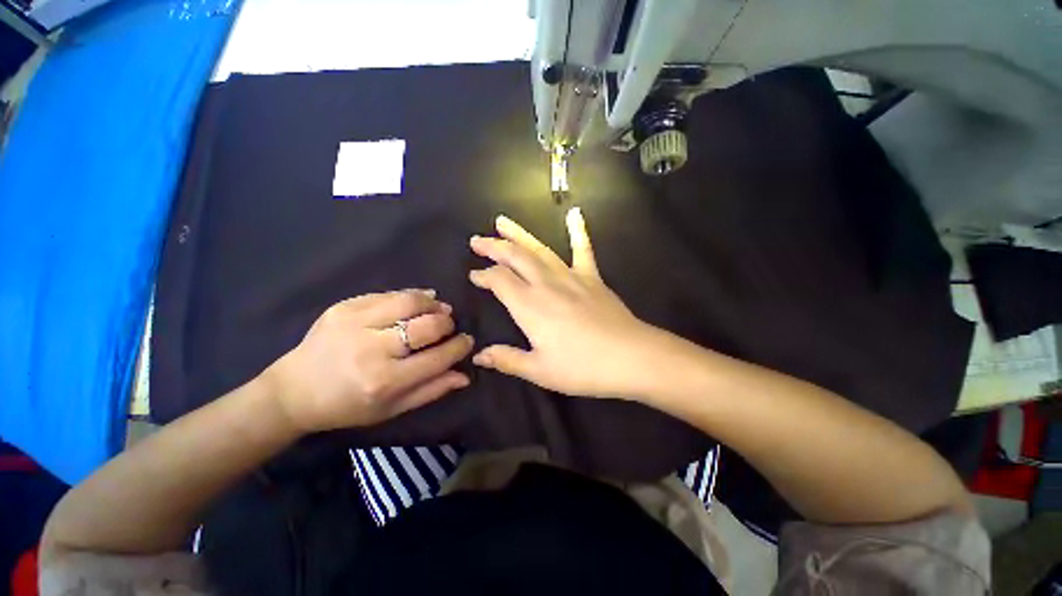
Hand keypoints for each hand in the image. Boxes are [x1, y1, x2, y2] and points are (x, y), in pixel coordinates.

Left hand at [262, 290, 474, 432]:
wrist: (294, 391)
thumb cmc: (347, 406)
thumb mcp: (392, 409)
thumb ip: (431, 390)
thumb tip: (465, 376)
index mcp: (385, 381)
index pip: (438, 357)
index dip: (459, 347)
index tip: (467, 341)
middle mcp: (372, 350)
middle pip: (427, 325)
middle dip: (447, 323)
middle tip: (449, 325)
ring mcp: (355, 324)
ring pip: (409, 302)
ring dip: (432, 304)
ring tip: (439, 308)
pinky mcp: (343, 308)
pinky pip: (387, 295)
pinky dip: (410, 295)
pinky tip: (418, 300)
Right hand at [469, 208, 660, 398]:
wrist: (630, 357)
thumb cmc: (582, 367)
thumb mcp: (539, 370)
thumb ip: (507, 360)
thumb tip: (479, 356)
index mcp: (529, 306)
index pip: (499, 280)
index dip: (483, 275)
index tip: (474, 275)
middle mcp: (546, 284)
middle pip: (515, 257)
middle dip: (493, 247)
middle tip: (477, 240)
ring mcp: (570, 277)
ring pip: (539, 249)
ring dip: (519, 234)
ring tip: (503, 221)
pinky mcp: (591, 278)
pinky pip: (583, 249)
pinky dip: (578, 231)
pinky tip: (575, 213)